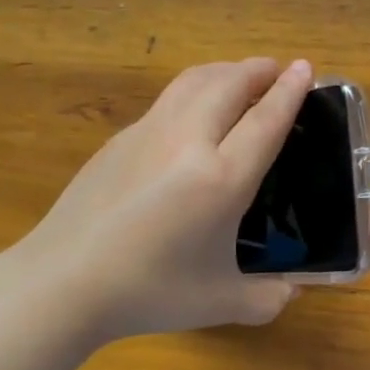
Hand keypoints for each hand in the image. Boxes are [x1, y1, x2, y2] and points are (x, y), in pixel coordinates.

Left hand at [25, 58, 312, 343]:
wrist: (63, 281)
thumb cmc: (149, 292)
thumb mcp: (220, 302)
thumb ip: (266, 299)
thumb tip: (291, 292)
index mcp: (222, 179)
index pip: (266, 120)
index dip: (290, 91)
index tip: (305, 67)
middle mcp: (188, 142)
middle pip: (229, 84)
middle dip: (258, 70)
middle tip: (277, 70)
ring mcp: (148, 133)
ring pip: (193, 81)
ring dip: (224, 71)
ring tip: (239, 78)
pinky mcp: (120, 139)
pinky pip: (167, 100)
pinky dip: (193, 91)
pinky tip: (192, 114)